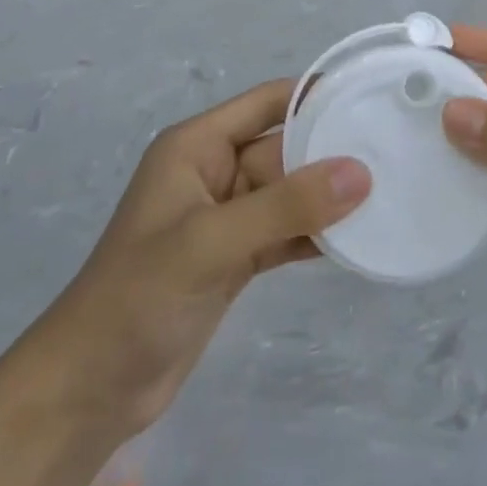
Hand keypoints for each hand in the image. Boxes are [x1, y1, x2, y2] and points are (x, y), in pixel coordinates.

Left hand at [56, 79, 369, 436]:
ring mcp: (226, 218)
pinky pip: (286, 232)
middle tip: (396, 151)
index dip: (316, 95)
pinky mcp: (236, 259)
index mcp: (197, 146)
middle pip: (285, 149)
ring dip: (330, 197)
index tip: (371, 95)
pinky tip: (360, 239)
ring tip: (391, 192)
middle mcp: (214, 172)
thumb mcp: (212, 242)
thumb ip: (286, 205)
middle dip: (333, 151)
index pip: (268, 102)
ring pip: (290, 193)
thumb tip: (361, 172)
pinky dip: (317, 235)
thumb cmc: (139, 297)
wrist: (90, 390)